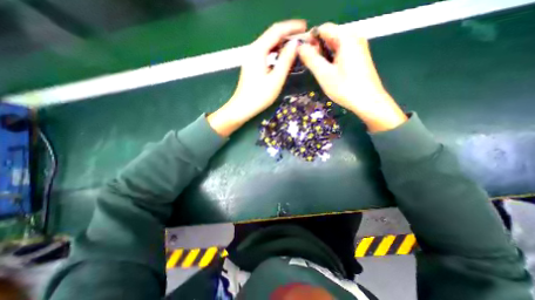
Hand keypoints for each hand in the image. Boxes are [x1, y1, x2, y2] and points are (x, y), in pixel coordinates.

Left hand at [207, 20, 306, 137]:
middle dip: (287, 34)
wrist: (242, 108)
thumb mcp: (276, 79)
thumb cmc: (259, 96)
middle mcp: (253, 50)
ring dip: (282, 42)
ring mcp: (251, 57)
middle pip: (271, 35)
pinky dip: (276, 51)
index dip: (291, 27)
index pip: (276, 31)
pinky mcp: (252, 65)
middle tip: (302, 38)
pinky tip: (282, 56)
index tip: (305, 27)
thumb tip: (295, 44)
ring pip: (268, 43)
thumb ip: (286, 60)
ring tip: (295, 46)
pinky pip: (265, 52)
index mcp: (258, 51)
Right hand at [297, 22, 405, 132]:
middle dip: (316, 48)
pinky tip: (327, 71)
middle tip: (308, 64)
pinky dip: (331, 59)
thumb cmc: (346, 88)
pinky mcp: (358, 57)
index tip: (301, 54)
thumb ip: (311, 59)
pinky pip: (340, 52)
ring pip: (334, 45)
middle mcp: (354, 38)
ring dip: (323, 55)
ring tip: (316, 69)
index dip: (309, 39)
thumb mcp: (324, 74)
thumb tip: (299, 47)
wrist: (368, 102)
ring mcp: (358, 47)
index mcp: (346, 38)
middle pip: (329, 36)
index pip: (323, 29)